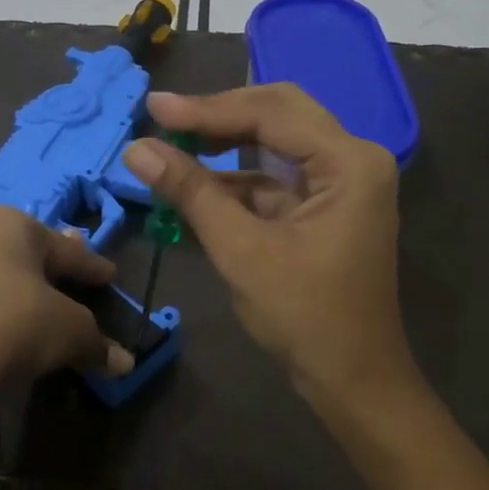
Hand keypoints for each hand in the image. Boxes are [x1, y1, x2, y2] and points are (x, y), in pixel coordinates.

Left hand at [0, 208, 134, 438]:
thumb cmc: (17, 325)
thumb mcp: (71, 332)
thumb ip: (98, 344)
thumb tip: (125, 363)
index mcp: (13, 225)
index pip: (66, 250)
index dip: (91, 267)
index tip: (109, 276)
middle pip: (21, 253)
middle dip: (46, 266)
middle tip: (66, 278)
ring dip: (6, 287)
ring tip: (24, 304)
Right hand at [123, 85, 418, 416]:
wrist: (352, 381)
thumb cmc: (304, 317)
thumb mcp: (241, 251)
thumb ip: (191, 193)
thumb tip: (136, 149)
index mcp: (348, 163)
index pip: (270, 114)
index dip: (207, 109)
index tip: (154, 108)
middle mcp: (352, 160)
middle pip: (277, 114)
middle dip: (218, 115)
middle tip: (164, 117)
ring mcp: (340, 183)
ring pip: (274, 142)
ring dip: (224, 143)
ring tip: (170, 143)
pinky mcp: (322, 206)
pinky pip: (273, 176)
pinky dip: (234, 178)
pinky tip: (193, 182)